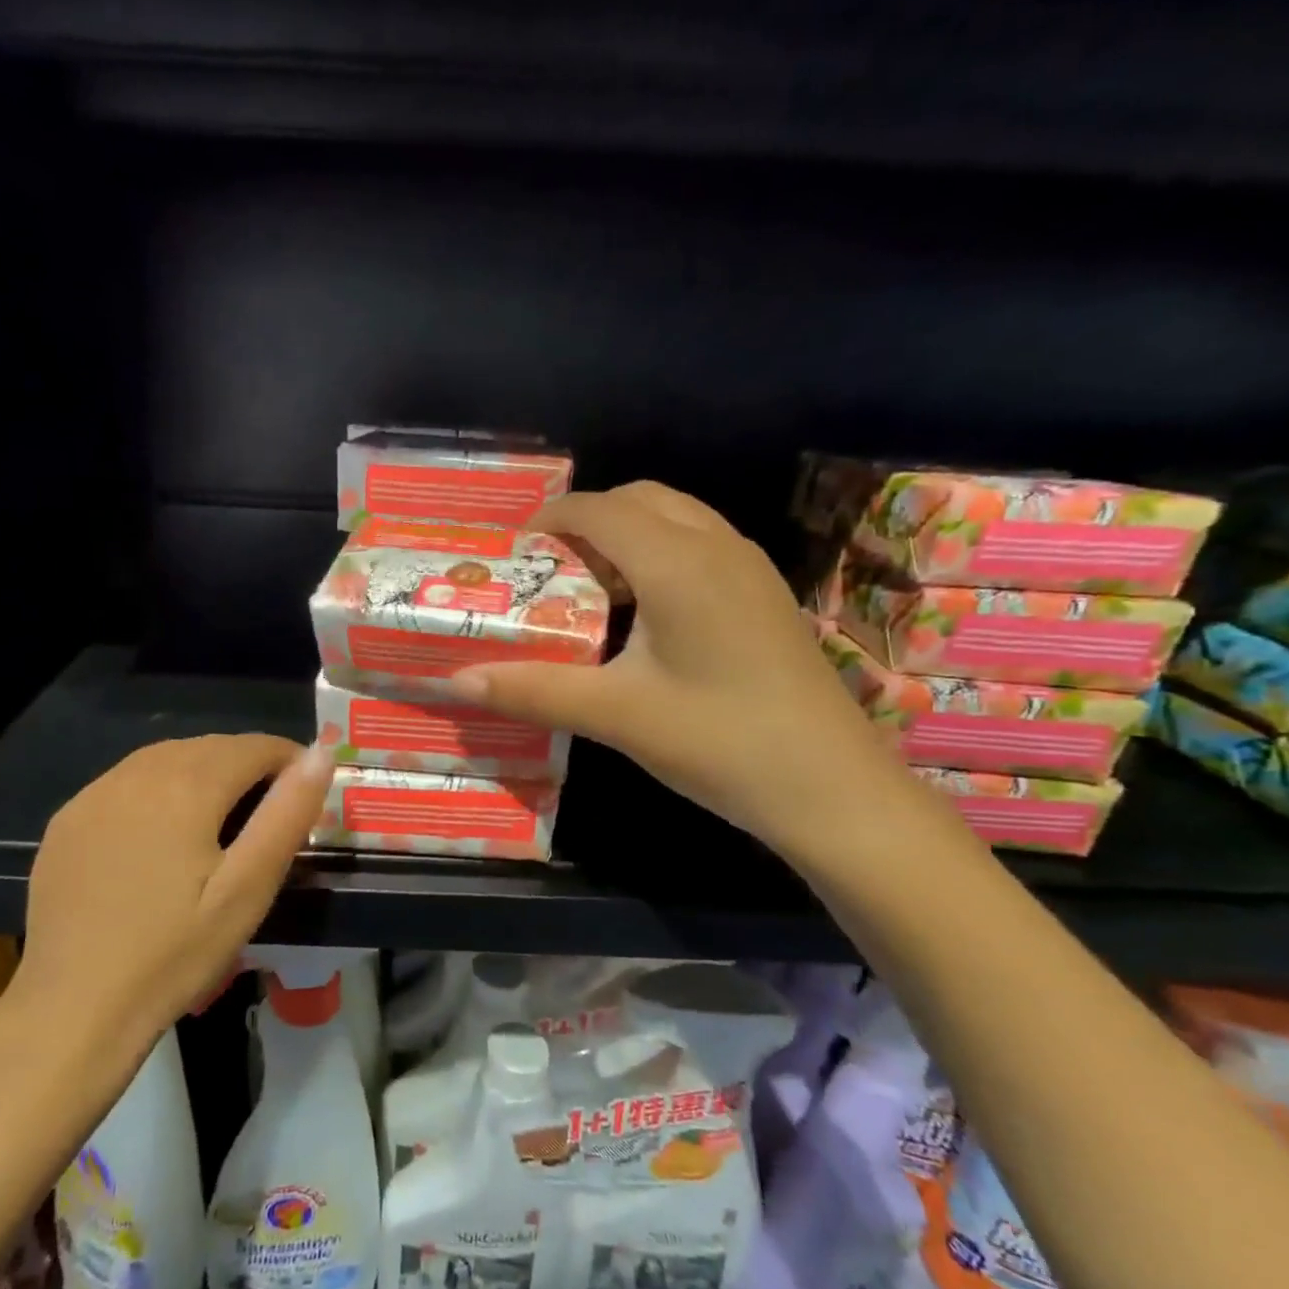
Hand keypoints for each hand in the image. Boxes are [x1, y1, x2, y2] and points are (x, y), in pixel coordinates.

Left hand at [4, 735, 333, 1052]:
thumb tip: (320, 754)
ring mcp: (94, 794)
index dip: (288, 759)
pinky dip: (155, 788)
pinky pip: (125, 782)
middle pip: (209, 747)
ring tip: (220, 814)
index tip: (303, 791)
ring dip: (201, 770)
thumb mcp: (247, 889)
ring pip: (164, 758)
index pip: (253, 747)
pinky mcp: (67, 820)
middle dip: (246, 764)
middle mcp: (138, 773)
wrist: (73, 1008)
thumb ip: (286, 815)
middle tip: (267, 808)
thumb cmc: (174, 952)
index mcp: (188, 785)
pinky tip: (159, 830)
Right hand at [451, 481, 913, 858]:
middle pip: (638, 500)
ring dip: (624, 537)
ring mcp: (749, 568)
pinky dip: (657, 554)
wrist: (832, 788)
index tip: (511, 555)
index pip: (598, 510)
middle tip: (548, 571)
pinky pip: (699, 545)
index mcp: (676, 563)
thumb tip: (456, 680)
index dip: (547, 521)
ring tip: (588, 589)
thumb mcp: (615, 715)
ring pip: (674, 518)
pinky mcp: (763, 594)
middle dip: (585, 522)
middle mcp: (716, 546)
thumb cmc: (720, 742)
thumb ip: (533, 689)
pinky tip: (642, 615)